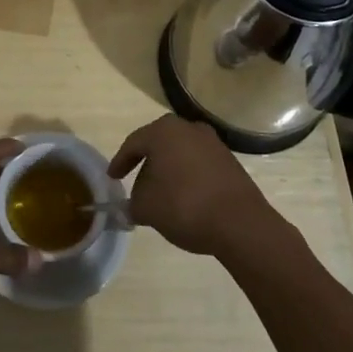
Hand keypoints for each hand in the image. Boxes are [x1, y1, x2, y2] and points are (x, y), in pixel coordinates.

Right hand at [109, 114, 281, 257]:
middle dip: (146, 166)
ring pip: (180, 154)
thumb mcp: (147, 208)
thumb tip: (131, 205)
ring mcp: (212, 143)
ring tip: (161, 196)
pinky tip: (185, 198)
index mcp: (164, 131)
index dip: (120, 162)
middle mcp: (188, 128)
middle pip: (158, 146)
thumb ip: (131, 203)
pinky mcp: (229, 161)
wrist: (240, 223)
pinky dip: (187, 178)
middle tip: (136, 186)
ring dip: (168, 172)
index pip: (134, 143)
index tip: (112, 178)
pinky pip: (198, 165)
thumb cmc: (184, 206)